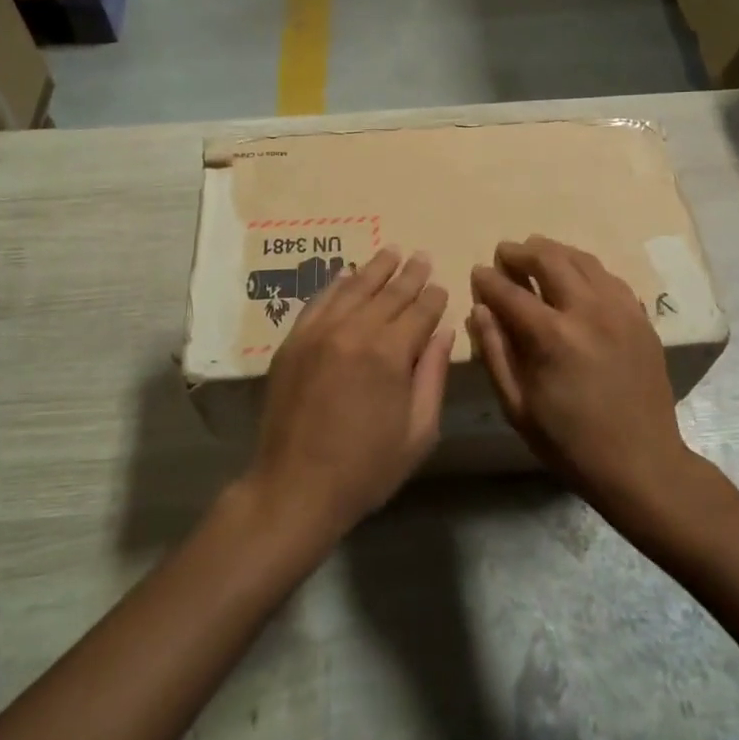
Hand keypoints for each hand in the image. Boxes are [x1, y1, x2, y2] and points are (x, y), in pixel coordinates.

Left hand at [246, 248, 453, 538]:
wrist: (295, 487)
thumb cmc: (366, 468)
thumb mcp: (418, 432)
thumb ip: (433, 375)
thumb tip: (444, 331)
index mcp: (391, 353)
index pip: (420, 310)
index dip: (434, 296)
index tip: (441, 286)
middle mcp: (355, 330)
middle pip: (389, 292)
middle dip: (410, 274)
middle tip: (421, 257)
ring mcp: (320, 332)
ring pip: (354, 288)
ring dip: (375, 268)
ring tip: (391, 252)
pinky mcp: (294, 340)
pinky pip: (319, 301)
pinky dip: (336, 284)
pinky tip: (346, 275)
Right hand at [469, 236, 693, 515]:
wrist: (642, 464)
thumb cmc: (570, 443)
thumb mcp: (518, 408)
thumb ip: (495, 353)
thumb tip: (480, 310)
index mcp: (552, 337)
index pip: (510, 292)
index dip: (489, 279)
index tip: (478, 272)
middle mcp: (588, 311)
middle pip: (549, 259)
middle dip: (521, 252)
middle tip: (505, 253)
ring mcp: (620, 310)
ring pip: (583, 260)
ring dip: (554, 252)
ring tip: (537, 254)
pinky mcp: (641, 317)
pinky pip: (609, 277)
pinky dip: (586, 269)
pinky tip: (576, 278)